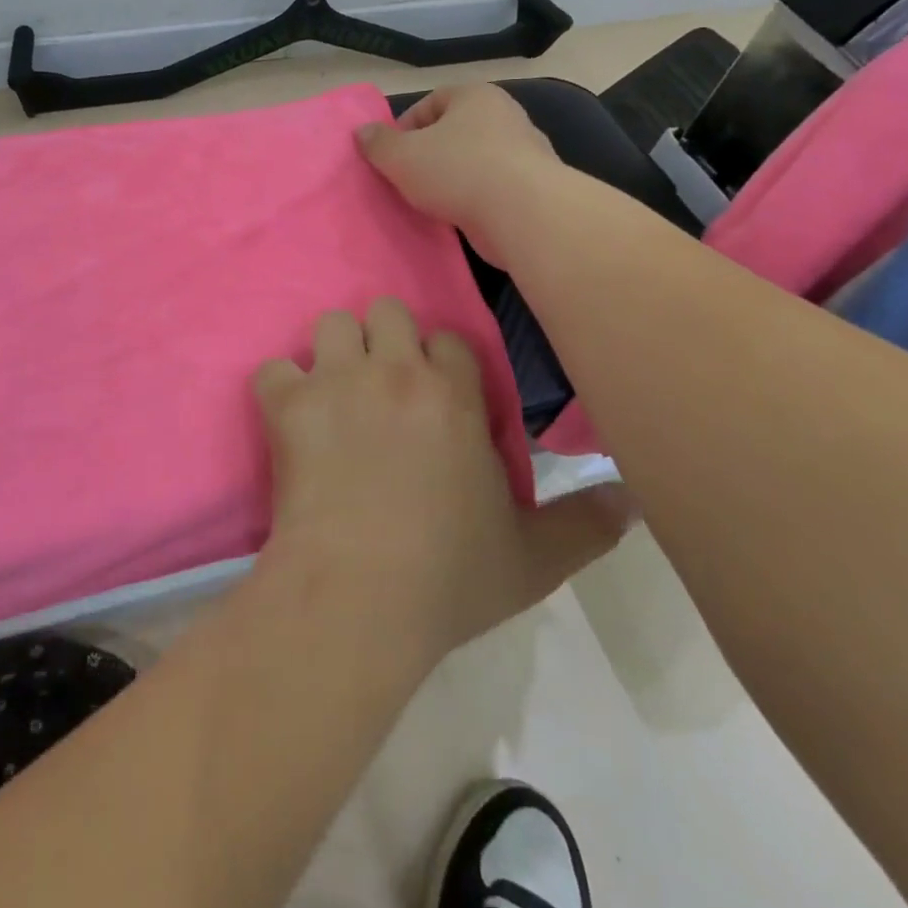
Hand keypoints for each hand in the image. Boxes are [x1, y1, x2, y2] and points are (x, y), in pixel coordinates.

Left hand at [254, 300, 631, 662]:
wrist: (357, 595)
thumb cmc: (448, 576)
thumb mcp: (534, 559)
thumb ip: (587, 523)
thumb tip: (635, 500)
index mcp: (454, 395)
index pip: (451, 339)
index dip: (443, 364)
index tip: (439, 398)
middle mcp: (394, 371)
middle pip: (387, 311)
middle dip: (385, 341)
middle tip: (383, 388)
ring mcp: (336, 381)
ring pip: (330, 323)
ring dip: (334, 352)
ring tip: (336, 394)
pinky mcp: (287, 404)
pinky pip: (272, 368)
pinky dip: (280, 388)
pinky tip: (290, 420)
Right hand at [355, 85, 558, 263]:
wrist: (523, 213)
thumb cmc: (457, 170)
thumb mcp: (401, 156)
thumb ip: (378, 143)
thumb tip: (362, 131)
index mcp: (475, 96)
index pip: (432, 101)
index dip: (406, 126)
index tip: (392, 156)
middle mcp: (505, 116)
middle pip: (455, 131)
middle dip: (429, 154)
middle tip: (407, 179)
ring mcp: (524, 152)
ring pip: (474, 161)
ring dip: (452, 178)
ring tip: (430, 202)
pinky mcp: (533, 187)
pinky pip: (492, 188)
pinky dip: (474, 199)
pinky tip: (458, 216)